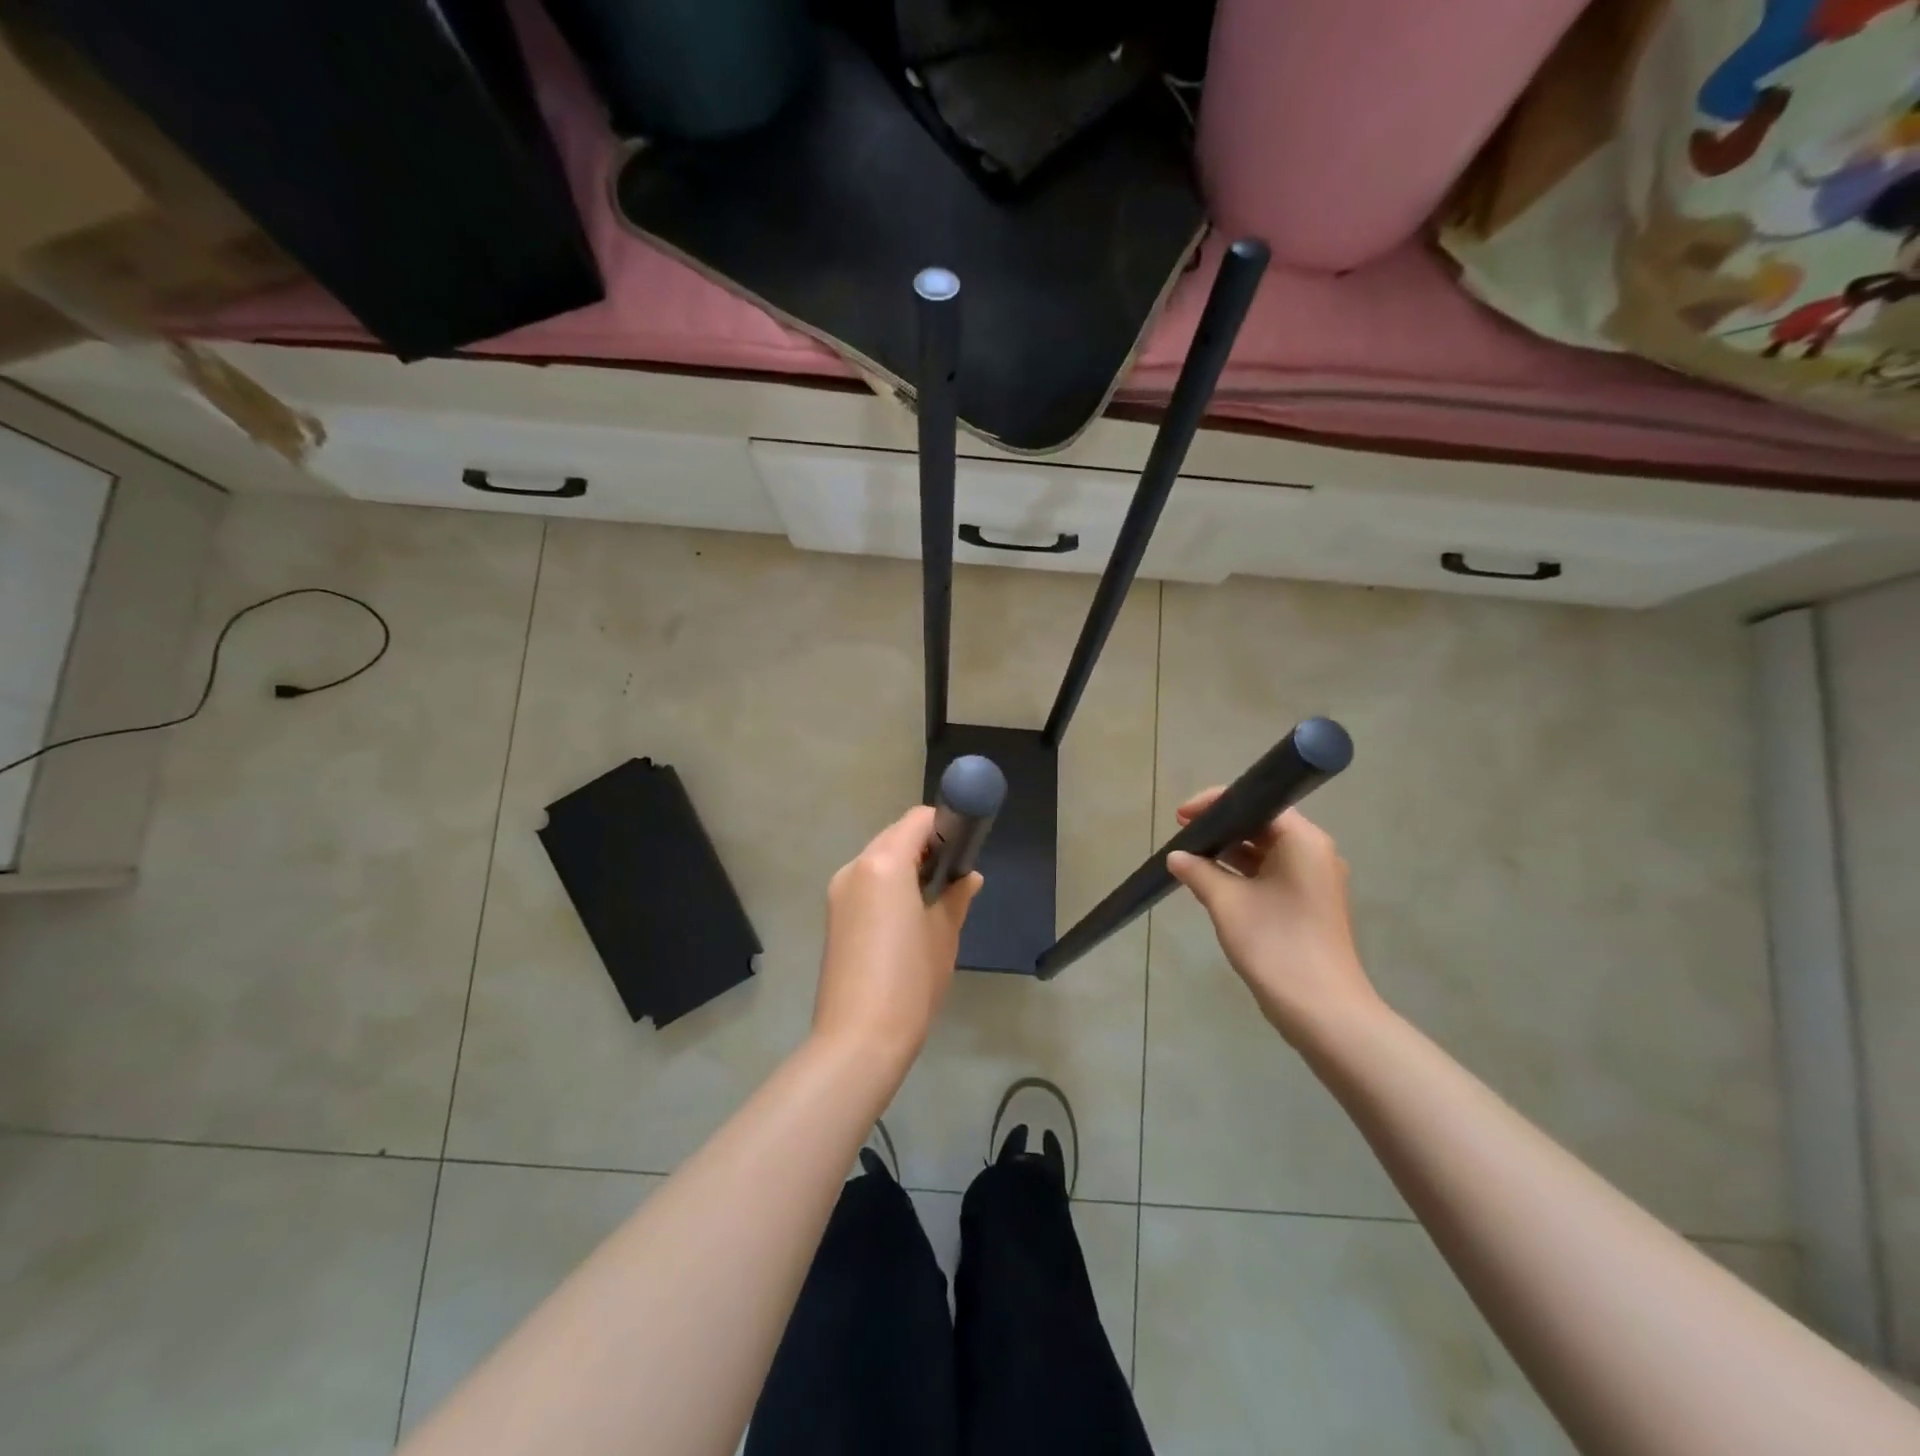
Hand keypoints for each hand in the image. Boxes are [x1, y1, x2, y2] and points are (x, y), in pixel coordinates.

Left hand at [813, 805, 980, 1068]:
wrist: (859, 1038)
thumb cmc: (910, 980)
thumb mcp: (944, 934)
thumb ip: (956, 896)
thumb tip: (969, 877)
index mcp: (884, 863)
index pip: (918, 820)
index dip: (945, 826)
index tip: (965, 849)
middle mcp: (855, 867)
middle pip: (895, 836)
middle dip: (926, 847)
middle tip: (953, 877)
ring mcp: (839, 892)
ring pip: (878, 859)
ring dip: (906, 866)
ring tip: (933, 900)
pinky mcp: (833, 915)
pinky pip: (866, 883)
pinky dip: (888, 885)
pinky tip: (908, 917)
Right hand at [1166, 795, 1381, 1045]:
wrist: (1321, 1009)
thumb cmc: (1275, 944)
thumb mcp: (1227, 902)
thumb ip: (1199, 871)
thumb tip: (1176, 857)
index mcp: (1303, 841)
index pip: (1257, 803)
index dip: (1216, 804)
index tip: (1181, 816)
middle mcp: (1314, 853)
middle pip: (1262, 825)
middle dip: (1220, 829)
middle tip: (1182, 834)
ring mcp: (1314, 880)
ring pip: (1265, 852)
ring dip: (1229, 853)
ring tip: (1190, 859)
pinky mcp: (1309, 904)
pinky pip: (1271, 874)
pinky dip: (1243, 874)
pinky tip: (1212, 883)